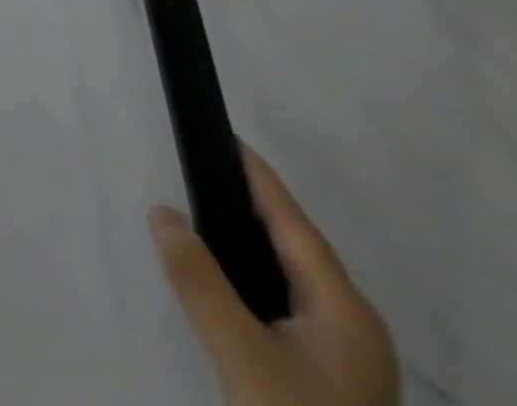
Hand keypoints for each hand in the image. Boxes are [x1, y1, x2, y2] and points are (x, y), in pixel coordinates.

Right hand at [150, 147, 398, 405]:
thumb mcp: (241, 356)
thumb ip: (198, 280)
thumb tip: (161, 211)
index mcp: (345, 307)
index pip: (293, 220)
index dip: (256, 175)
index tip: (223, 134)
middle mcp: (355, 325)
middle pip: (296, 247)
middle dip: (250, 206)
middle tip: (200, 170)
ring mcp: (350, 360)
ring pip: (293, 280)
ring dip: (251, 245)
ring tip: (204, 217)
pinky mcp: (334, 383)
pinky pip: (289, 309)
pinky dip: (255, 281)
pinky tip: (228, 287)